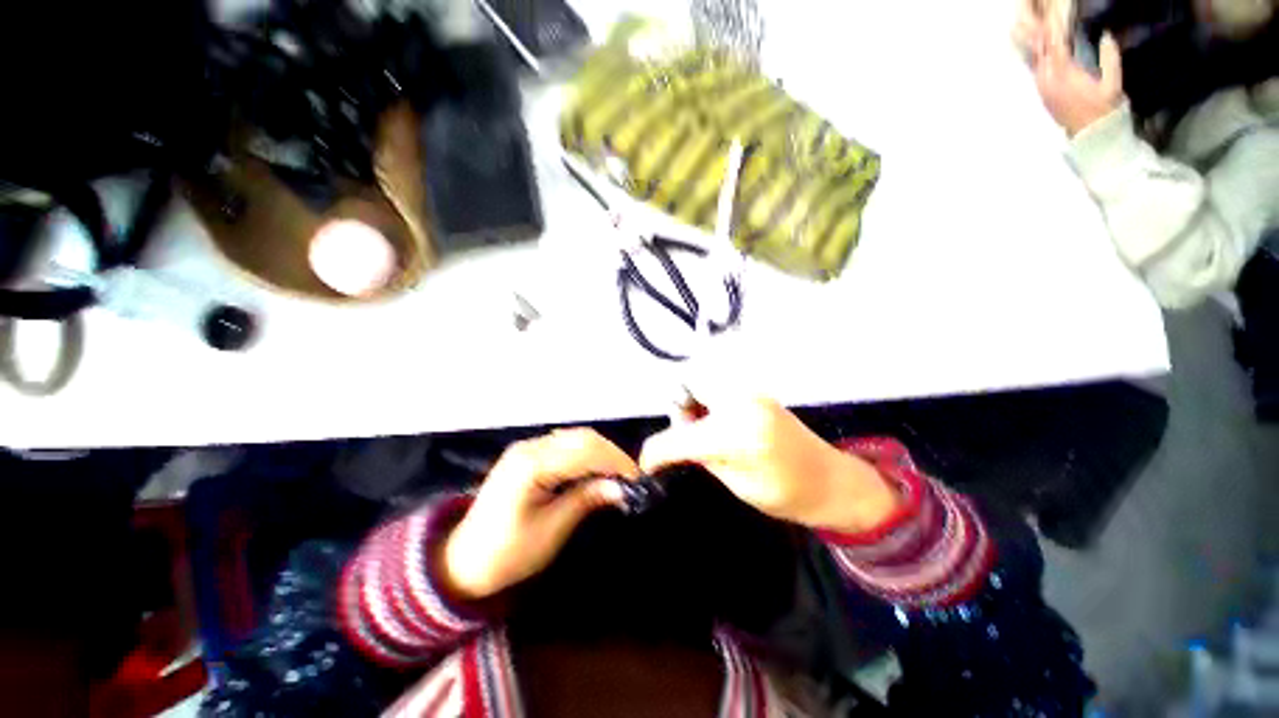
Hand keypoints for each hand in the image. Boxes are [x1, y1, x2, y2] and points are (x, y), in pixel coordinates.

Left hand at [443, 429, 639, 600]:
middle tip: (629, 477)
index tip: (637, 479)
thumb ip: (586, 500)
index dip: (615, 461)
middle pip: (582, 437)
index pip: (585, 450)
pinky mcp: (527, 454)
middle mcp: (529, 447)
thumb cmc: (507, 553)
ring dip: (600, 452)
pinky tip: (594, 470)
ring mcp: (527, 447)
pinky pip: (564, 444)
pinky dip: (585, 453)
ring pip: (575, 437)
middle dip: (611, 454)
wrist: (463, 561)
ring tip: (616, 474)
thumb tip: (621, 487)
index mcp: (531, 465)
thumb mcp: (552, 530)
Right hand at [639, 395, 898, 533]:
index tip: (646, 464)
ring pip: (701, 377)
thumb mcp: (735, 483)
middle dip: (677, 405)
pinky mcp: (755, 390)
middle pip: (686, 381)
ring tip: (702, 427)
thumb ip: (699, 456)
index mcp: (735, 433)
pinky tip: (716, 420)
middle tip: (686, 431)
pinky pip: (717, 384)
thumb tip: (670, 448)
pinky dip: (707, 398)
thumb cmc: (787, 494)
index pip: (679, 437)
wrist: (831, 480)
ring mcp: (749, 390)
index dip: (655, 451)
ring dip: (691, 399)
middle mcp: (739, 400)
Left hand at [1016, 0, 1124, 135]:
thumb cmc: (1104, 111)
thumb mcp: (1113, 84)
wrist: (1090, 136)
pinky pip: (1034, 67)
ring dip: (1029, 39)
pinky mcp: (1042, 91)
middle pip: (1037, 48)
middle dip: (1033, 28)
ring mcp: (1042, 86)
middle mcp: (1047, 79)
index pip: (1054, 44)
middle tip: (1026, 9)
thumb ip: (1111, 59)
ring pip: (1032, 57)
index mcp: (1064, 75)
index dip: (1051, 26)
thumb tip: (1106, 35)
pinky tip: (1029, 43)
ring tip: (1022, 20)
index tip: (1049, 10)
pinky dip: (1032, 52)